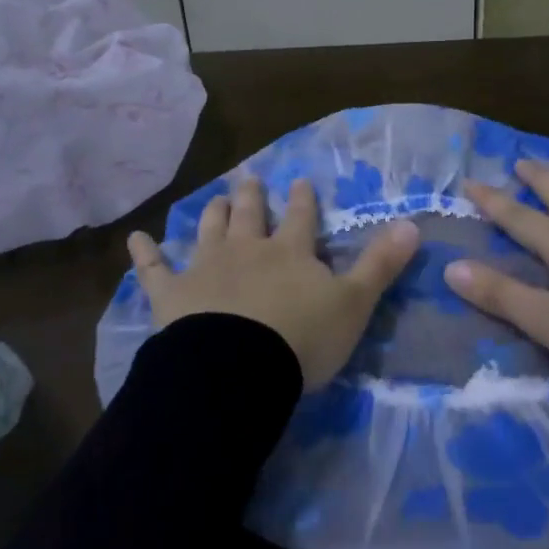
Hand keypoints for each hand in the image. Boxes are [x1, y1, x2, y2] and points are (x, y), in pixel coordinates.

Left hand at [128, 175, 420, 391]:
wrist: (239, 368)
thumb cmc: (302, 338)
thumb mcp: (354, 303)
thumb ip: (380, 264)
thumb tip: (413, 223)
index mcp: (290, 251)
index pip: (300, 216)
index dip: (302, 199)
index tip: (300, 181)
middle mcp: (247, 249)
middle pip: (249, 215)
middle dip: (252, 196)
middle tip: (250, 179)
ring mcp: (206, 267)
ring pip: (209, 230)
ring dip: (213, 213)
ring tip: (215, 198)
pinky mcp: (172, 294)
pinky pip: (154, 269)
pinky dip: (145, 253)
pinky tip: (135, 238)